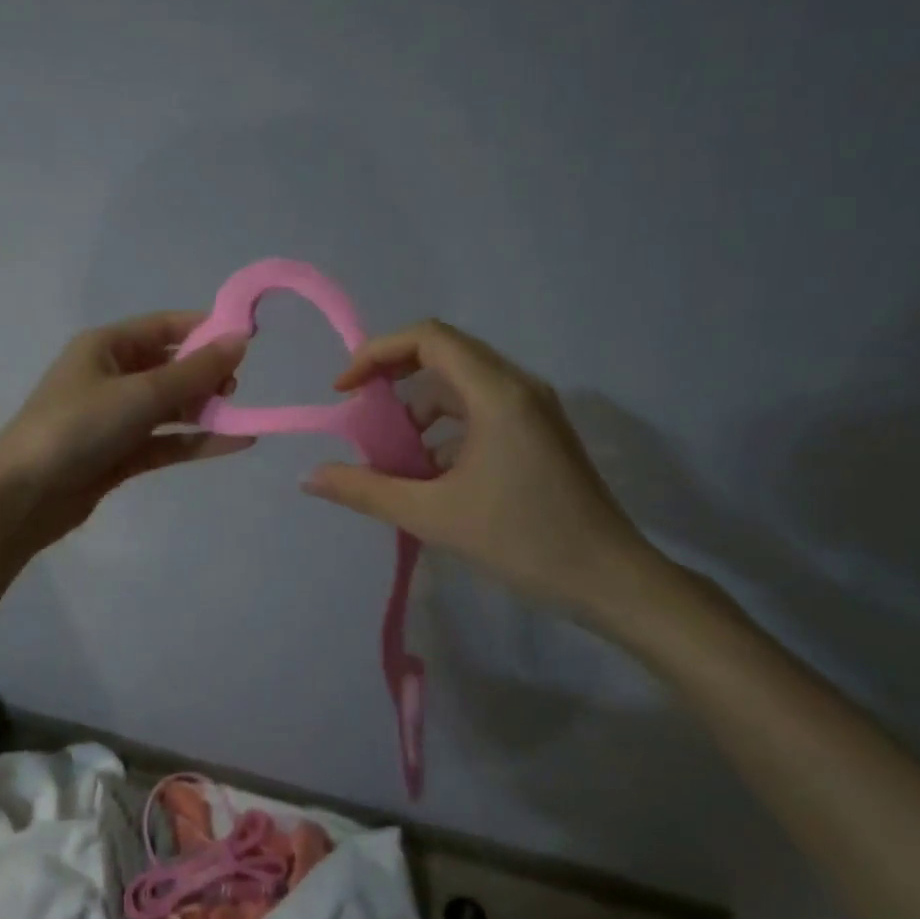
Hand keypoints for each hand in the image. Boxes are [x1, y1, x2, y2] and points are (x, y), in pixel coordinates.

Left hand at [0, 312, 250, 555]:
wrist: (24, 495)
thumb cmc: (79, 427)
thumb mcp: (140, 393)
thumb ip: (194, 371)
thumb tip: (240, 340)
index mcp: (107, 346)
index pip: (165, 326)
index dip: (205, 329)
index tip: (247, 339)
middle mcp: (111, 376)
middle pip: (170, 367)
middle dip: (206, 375)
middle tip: (235, 389)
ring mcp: (115, 417)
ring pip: (170, 406)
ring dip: (204, 410)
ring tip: (242, 416)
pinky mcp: (120, 454)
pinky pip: (166, 440)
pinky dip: (196, 441)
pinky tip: (235, 443)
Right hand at [302, 319, 654, 620]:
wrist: (610, 580)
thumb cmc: (522, 541)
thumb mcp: (432, 516)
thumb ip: (365, 490)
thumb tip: (309, 478)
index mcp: (496, 393)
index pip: (428, 338)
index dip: (377, 353)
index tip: (345, 391)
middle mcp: (518, 386)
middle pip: (445, 353)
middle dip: (393, 375)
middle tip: (360, 411)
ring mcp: (534, 408)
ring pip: (462, 383)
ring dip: (419, 405)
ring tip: (391, 448)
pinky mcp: (539, 432)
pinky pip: (481, 408)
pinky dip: (445, 425)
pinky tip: (429, 470)